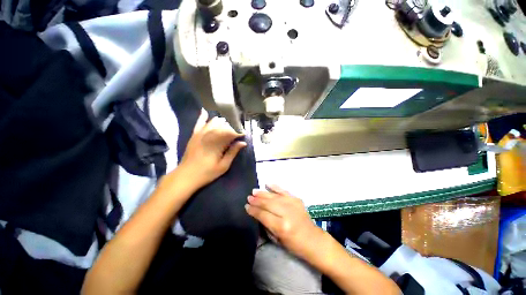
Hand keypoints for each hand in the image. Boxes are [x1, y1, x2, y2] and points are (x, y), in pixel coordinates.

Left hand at [179, 110, 246, 188]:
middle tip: (238, 131)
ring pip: (214, 122)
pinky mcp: (194, 135)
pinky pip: (199, 123)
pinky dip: (203, 117)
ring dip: (222, 122)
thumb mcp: (223, 165)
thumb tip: (243, 143)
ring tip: (228, 125)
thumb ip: (233, 152)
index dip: (239, 132)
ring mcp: (200, 134)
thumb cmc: (207, 173)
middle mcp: (209, 135)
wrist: (186, 176)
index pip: (231, 132)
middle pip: (224, 125)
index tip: (244, 134)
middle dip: (232, 126)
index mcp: (217, 144)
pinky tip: (206, 111)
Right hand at [246, 185, 323, 258]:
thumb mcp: (277, 239)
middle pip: (268, 203)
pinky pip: (284, 191)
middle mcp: (286, 213)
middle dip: (257, 200)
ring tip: (254, 191)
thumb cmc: (293, 244)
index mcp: (281, 226)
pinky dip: (275, 187)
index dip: (253, 210)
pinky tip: (267, 184)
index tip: (246, 206)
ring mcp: (292, 204)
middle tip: (249, 197)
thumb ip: (266, 224)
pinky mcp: (296, 199)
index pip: (263, 215)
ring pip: (274, 196)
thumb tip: (257, 212)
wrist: (313, 239)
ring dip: (263, 193)